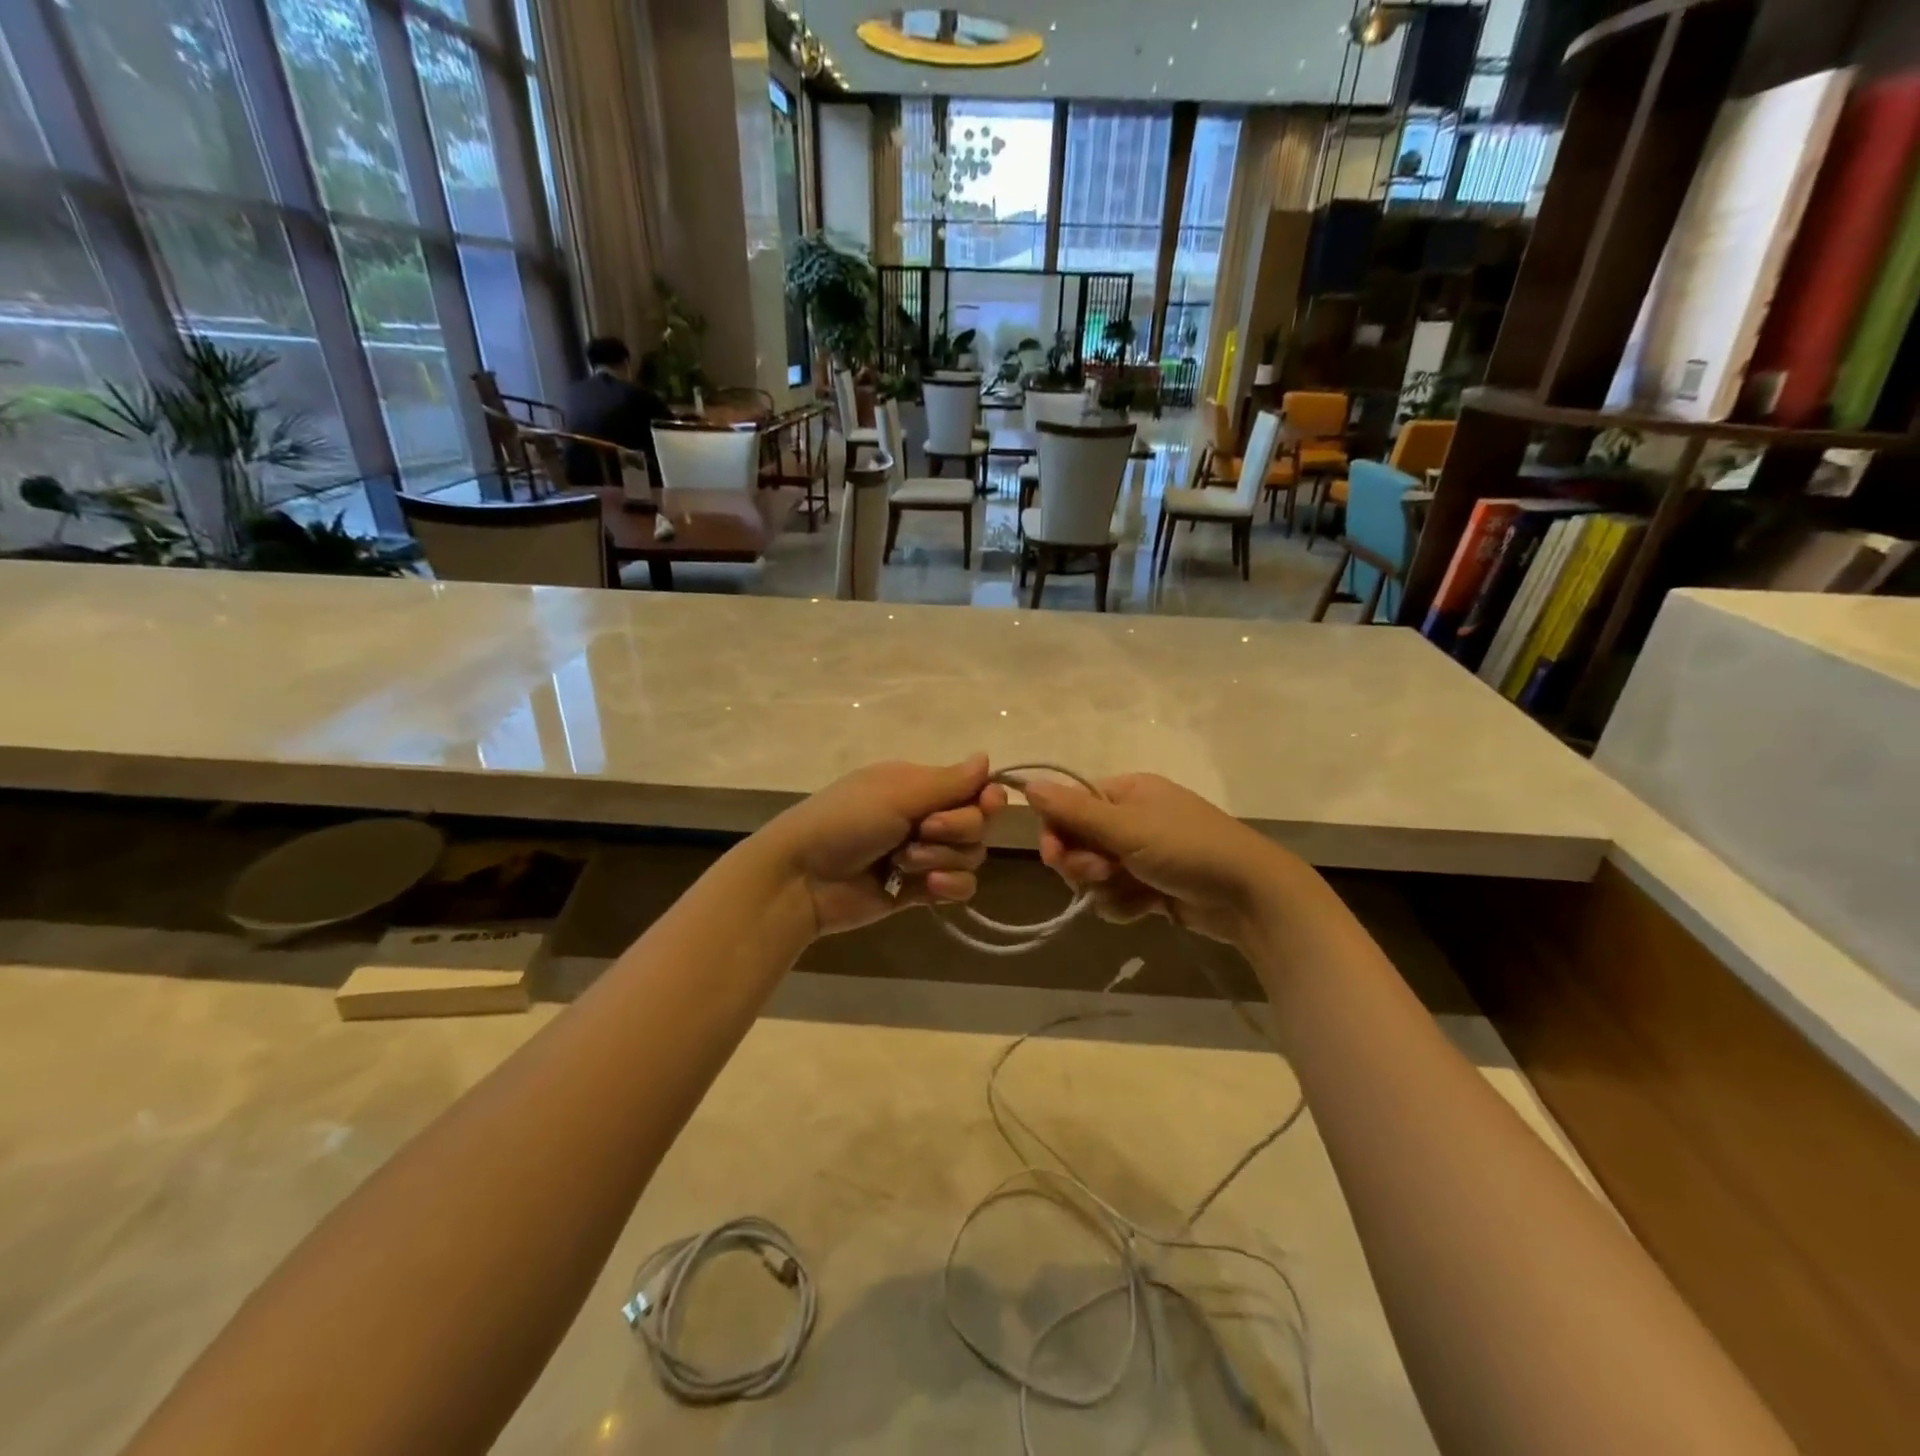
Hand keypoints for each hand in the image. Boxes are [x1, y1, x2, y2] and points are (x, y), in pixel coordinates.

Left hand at [761, 755, 1007, 936]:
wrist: (802, 879)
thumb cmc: (846, 822)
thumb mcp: (897, 793)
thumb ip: (949, 781)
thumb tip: (987, 757)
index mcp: (919, 785)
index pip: (975, 788)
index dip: (986, 798)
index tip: (984, 804)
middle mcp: (926, 816)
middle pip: (978, 823)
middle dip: (956, 829)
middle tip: (922, 830)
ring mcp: (924, 855)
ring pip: (971, 856)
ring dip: (943, 858)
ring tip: (904, 863)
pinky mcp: (921, 890)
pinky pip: (961, 887)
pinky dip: (949, 887)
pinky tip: (926, 887)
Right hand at [1022, 773, 1300, 948]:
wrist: (1250, 897)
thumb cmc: (1188, 849)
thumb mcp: (1128, 828)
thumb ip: (1075, 811)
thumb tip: (1027, 784)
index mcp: (1127, 792)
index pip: (1070, 805)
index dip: (1057, 831)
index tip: (1055, 856)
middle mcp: (1131, 819)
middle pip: (1077, 843)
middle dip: (1083, 865)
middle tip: (1102, 873)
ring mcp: (1141, 855)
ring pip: (1093, 876)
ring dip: (1105, 889)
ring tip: (1133, 892)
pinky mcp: (1151, 887)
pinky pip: (1115, 896)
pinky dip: (1124, 904)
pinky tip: (1146, 908)